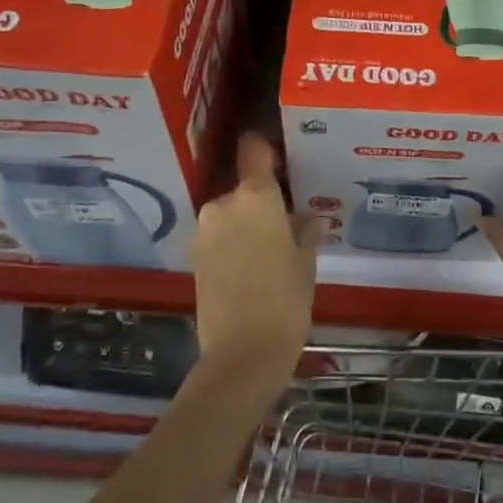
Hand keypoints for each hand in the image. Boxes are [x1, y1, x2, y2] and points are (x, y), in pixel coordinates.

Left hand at [189, 132, 320, 396]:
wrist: (241, 355)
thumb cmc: (285, 300)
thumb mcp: (305, 262)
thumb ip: (305, 231)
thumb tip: (309, 219)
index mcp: (254, 197)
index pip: (254, 150)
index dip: (266, 147)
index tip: (282, 155)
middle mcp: (223, 205)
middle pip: (245, 188)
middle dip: (263, 201)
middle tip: (288, 221)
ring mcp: (203, 231)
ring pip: (231, 214)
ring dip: (248, 224)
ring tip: (272, 250)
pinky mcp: (193, 257)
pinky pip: (219, 236)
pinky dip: (234, 243)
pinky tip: (253, 266)